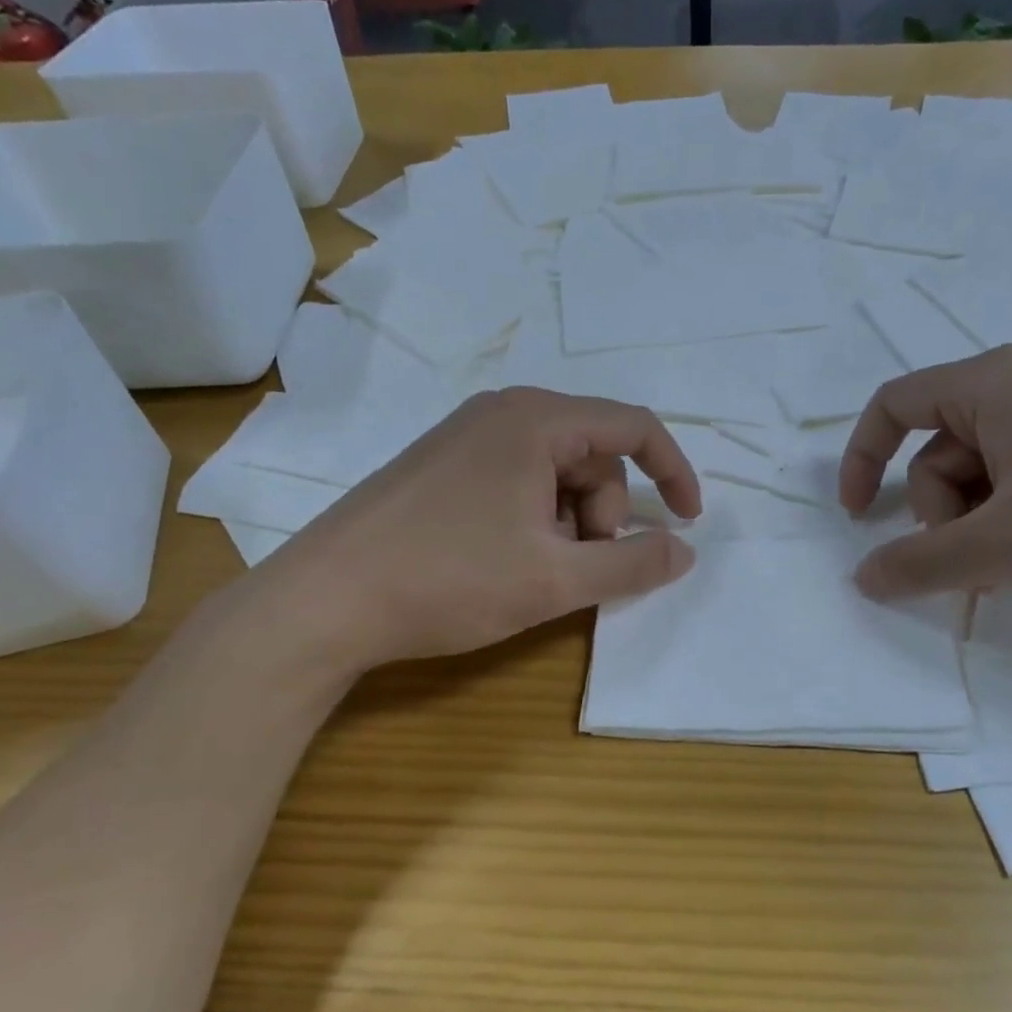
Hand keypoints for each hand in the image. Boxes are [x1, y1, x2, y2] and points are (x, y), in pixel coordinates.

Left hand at [230, 388, 700, 691]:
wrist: (324, 600)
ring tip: (535, 569)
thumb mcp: (556, 580)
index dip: (673, 473)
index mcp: (536, 419)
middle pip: (593, 453)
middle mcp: (504, 411)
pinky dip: (534, 518)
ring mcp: (466, 435)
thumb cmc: (449, 580)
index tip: (686, 522)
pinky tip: (505, 559)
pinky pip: (517, 478)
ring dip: (568, 521)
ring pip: (555, 470)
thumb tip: (685, 550)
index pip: (634, 427)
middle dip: (604, 512)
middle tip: (578, 566)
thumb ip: (633, 563)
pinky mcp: (443, 464)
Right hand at [840, 345, 1011, 607]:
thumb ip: (922, 563)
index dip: (860, 459)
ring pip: (989, 469)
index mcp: (994, 384)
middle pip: (942, 449)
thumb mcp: (1008, 546)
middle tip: (977, 566)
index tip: (857, 519)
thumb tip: (861, 578)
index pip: (894, 405)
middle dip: (943, 514)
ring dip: (983, 524)